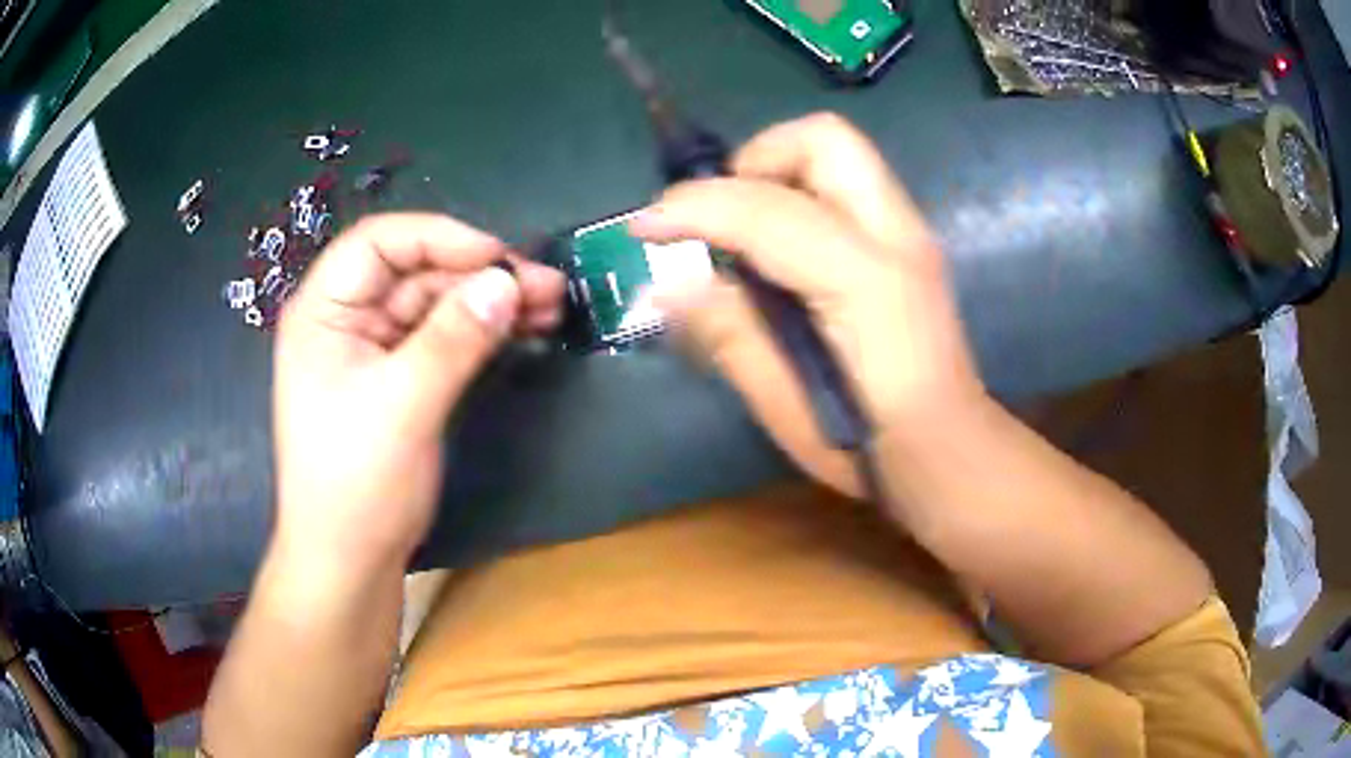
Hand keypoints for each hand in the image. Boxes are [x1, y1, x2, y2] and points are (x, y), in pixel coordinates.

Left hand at [271, 213, 564, 575]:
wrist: (350, 559)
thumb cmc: (356, 481)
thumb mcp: (402, 405)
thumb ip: (453, 338)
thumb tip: (508, 282)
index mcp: (324, 310)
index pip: (379, 243)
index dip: (439, 238)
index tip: (498, 258)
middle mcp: (348, 318)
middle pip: (417, 271)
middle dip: (479, 275)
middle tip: (545, 286)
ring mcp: (375, 348)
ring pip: (438, 304)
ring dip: (490, 302)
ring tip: (551, 306)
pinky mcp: (401, 377)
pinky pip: (445, 338)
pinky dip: (483, 332)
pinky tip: (525, 329)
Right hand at [630, 113, 980, 496]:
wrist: (950, 455)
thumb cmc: (871, 450)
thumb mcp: (786, 408)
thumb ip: (728, 334)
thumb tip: (665, 287)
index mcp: (867, 283)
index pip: (769, 211)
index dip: (696, 209)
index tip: (644, 226)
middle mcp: (897, 236)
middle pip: (823, 138)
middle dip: (755, 159)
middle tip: (720, 217)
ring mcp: (910, 233)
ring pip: (837, 150)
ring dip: (776, 172)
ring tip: (744, 232)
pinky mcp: (907, 242)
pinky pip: (845, 184)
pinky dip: (799, 193)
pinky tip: (780, 248)